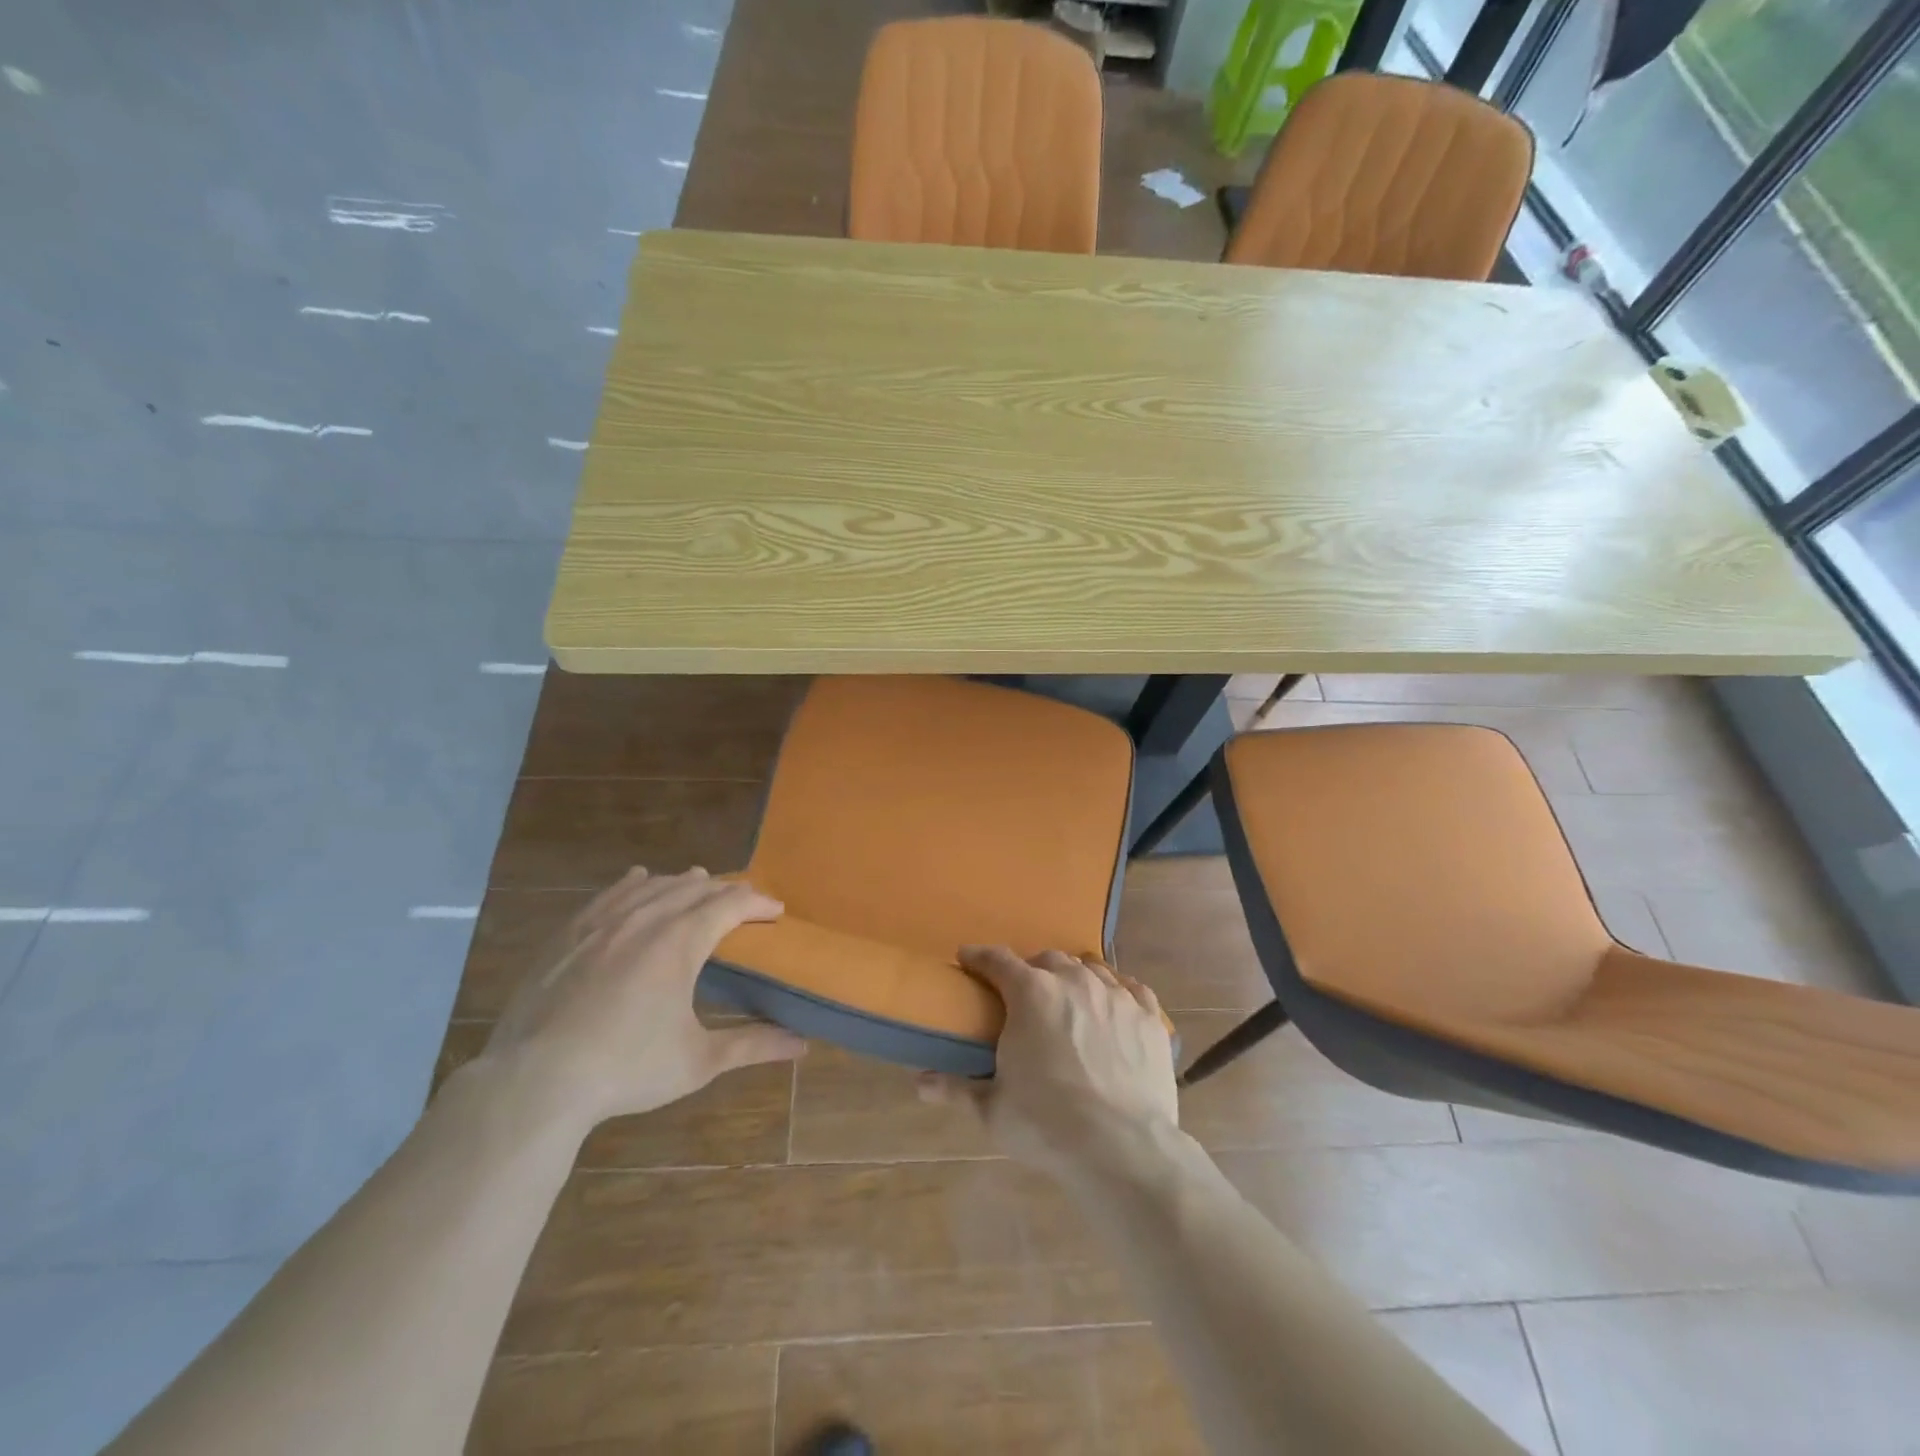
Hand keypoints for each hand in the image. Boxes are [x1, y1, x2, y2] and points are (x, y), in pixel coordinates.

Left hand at [476, 868, 804, 1132]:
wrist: (535, 1081)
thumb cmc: (626, 1069)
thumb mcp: (698, 1061)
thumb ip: (752, 1045)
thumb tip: (802, 1046)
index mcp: (681, 941)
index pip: (731, 903)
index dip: (758, 902)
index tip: (776, 911)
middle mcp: (646, 918)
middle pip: (695, 888)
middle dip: (725, 891)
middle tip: (743, 904)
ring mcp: (603, 922)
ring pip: (654, 885)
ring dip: (684, 883)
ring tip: (700, 885)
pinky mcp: (569, 933)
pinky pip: (610, 893)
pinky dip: (635, 884)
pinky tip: (639, 879)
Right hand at [921, 946, 1177, 1180]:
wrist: (1122, 1148)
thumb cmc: (1047, 1124)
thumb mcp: (993, 1109)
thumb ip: (957, 1088)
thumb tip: (921, 1082)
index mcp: (1031, 993)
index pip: (997, 961)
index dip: (979, 957)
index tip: (968, 958)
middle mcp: (1074, 981)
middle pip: (1047, 960)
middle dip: (1031, 970)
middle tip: (1023, 993)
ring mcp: (1116, 995)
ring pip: (1089, 968)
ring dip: (1073, 977)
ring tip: (1068, 998)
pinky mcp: (1148, 1016)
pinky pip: (1130, 987)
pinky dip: (1116, 990)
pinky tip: (1113, 1003)